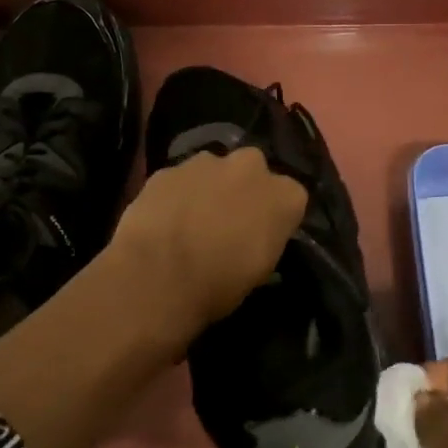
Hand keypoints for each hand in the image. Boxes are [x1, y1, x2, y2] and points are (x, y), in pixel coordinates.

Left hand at [107, 147, 307, 343]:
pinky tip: (164, 221)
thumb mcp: (259, 272)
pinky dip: (176, 194)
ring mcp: (207, 162)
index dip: (274, 216)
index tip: (261, 235)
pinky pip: (179, 179)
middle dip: (243, 189)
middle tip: (227, 222)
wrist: (157, 276)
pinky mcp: (169, 168)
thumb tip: (254, 236)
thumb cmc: (219, 284)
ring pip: (214, 170)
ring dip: (208, 188)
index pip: (290, 197)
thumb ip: (264, 239)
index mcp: (284, 195)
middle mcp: (251, 167)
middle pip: (253, 171)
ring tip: (190, 222)